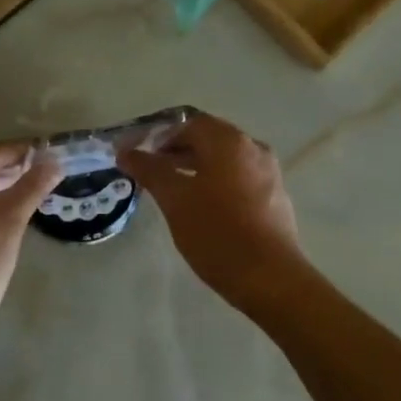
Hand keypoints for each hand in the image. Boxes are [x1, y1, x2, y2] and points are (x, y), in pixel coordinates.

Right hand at [119, 112, 307, 310]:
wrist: (269, 277)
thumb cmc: (216, 233)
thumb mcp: (175, 200)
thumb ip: (150, 170)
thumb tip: (126, 152)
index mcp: (229, 142)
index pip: (189, 123)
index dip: (159, 136)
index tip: (138, 155)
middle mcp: (253, 148)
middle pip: (209, 138)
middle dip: (176, 150)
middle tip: (150, 171)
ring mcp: (269, 173)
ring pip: (224, 160)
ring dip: (195, 167)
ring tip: (171, 190)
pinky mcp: (275, 197)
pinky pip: (238, 178)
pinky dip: (215, 182)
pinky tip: (201, 207)